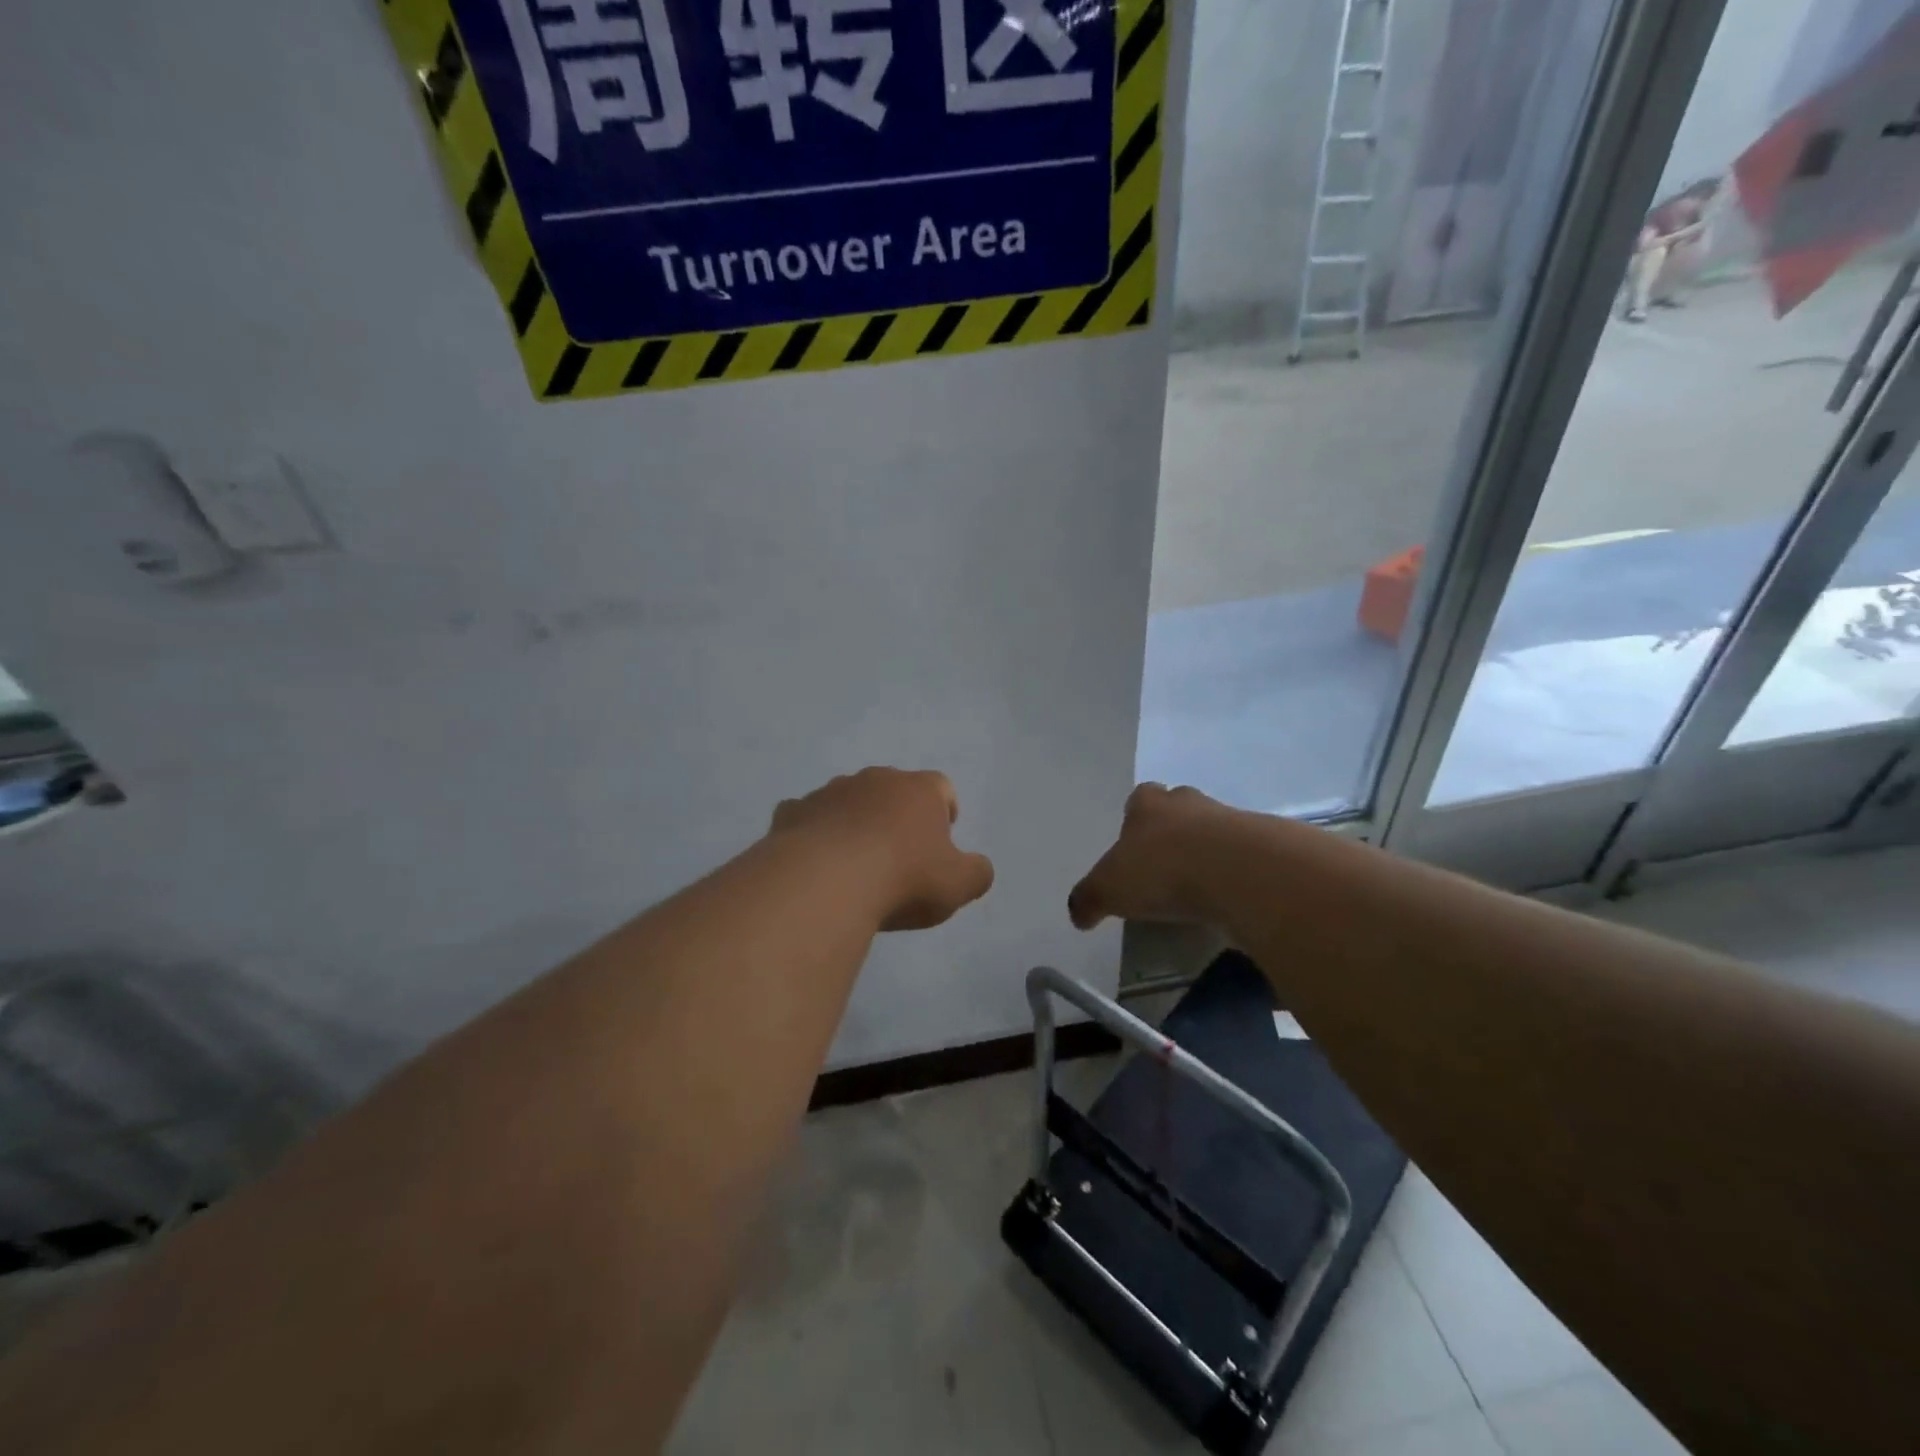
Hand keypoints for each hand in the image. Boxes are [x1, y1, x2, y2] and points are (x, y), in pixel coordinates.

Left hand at [770, 768, 994, 931]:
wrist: (825, 882)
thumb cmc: (903, 878)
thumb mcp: (959, 885)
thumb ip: (977, 873)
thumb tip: (978, 868)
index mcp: (918, 790)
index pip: (941, 787)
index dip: (944, 810)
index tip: (941, 839)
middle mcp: (874, 780)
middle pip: (892, 790)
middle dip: (897, 815)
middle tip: (898, 855)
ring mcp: (829, 792)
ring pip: (848, 801)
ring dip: (854, 823)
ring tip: (854, 863)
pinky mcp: (792, 812)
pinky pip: (808, 818)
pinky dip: (814, 834)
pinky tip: (815, 865)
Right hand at [1069, 783, 1238, 929]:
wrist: (1239, 872)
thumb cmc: (1162, 870)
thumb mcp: (1109, 890)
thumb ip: (1088, 899)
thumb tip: (1077, 913)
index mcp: (1148, 804)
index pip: (1139, 798)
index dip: (1135, 820)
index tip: (1134, 847)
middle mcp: (1188, 802)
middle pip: (1178, 808)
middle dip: (1172, 831)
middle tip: (1165, 866)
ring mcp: (1229, 818)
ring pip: (1212, 830)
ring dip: (1206, 852)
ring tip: (1199, 887)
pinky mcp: (1262, 843)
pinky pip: (1243, 855)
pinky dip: (1234, 872)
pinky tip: (1228, 898)